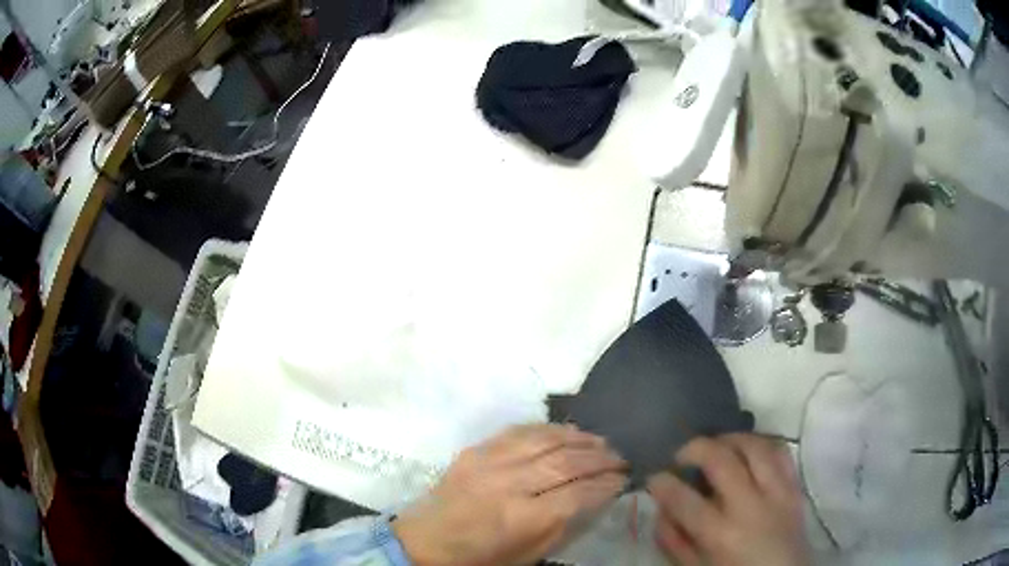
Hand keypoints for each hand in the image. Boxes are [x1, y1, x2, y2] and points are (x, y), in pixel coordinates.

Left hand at [393, 424, 626, 565]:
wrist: (424, 543)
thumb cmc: (479, 558)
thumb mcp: (527, 554)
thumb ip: (564, 524)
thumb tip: (596, 496)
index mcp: (523, 518)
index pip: (579, 494)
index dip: (607, 484)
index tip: (624, 479)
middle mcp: (508, 484)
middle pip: (566, 462)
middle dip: (600, 458)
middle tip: (620, 457)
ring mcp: (488, 462)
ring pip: (545, 440)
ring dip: (578, 438)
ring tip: (600, 441)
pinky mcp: (474, 451)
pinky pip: (517, 431)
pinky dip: (546, 429)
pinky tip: (564, 431)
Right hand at [647, 434, 808, 565]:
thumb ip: (675, 540)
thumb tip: (661, 509)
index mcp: (720, 535)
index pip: (683, 499)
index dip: (662, 483)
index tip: (655, 477)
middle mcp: (750, 507)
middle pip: (722, 460)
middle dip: (695, 447)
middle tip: (683, 454)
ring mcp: (777, 493)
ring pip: (755, 446)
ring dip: (730, 438)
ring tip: (716, 445)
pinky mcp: (795, 487)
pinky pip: (782, 452)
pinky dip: (762, 444)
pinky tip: (749, 450)